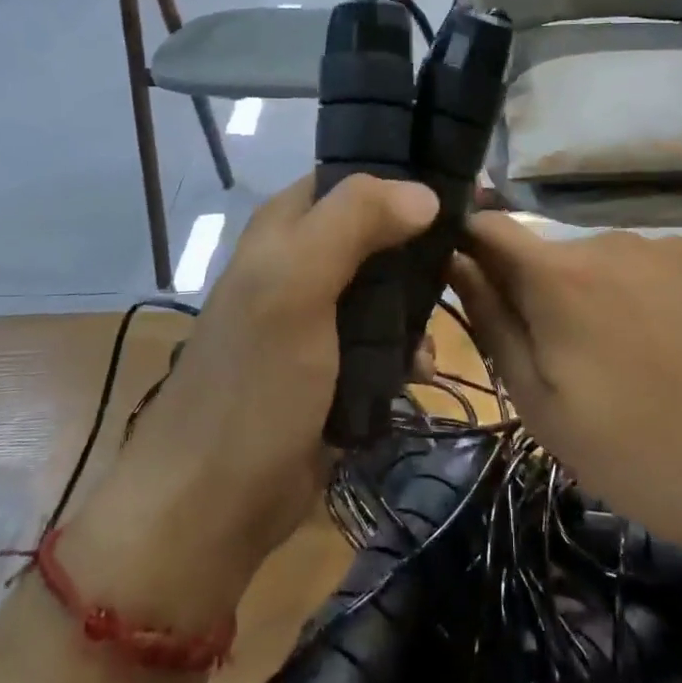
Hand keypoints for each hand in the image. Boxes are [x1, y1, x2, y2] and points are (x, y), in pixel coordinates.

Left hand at [64, 176, 437, 625]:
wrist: (214, 504)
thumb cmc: (253, 383)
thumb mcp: (294, 286)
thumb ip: (352, 223)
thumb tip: (425, 191)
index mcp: (284, 228)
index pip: (351, 178)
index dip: (403, 180)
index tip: (462, 195)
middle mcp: (300, 263)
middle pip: (376, 233)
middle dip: (420, 249)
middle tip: (466, 261)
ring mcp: (317, 318)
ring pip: (385, 288)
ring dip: (417, 306)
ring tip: (443, 325)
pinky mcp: (332, 367)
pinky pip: (382, 341)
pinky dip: (405, 349)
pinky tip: (421, 369)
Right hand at [451, 219, 681, 592]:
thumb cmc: (647, 458)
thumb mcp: (544, 409)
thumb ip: (493, 325)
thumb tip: (456, 263)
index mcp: (560, 278)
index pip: (490, 229)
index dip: (471, 246)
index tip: (475, 283)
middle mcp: (614, 241)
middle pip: (556, 255)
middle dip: (551, 294)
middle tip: (580, 365)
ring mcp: (676, 247)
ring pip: (615, 264)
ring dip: (611, 299)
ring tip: (648, 366)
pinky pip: (669, 270)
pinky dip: (664, 300)